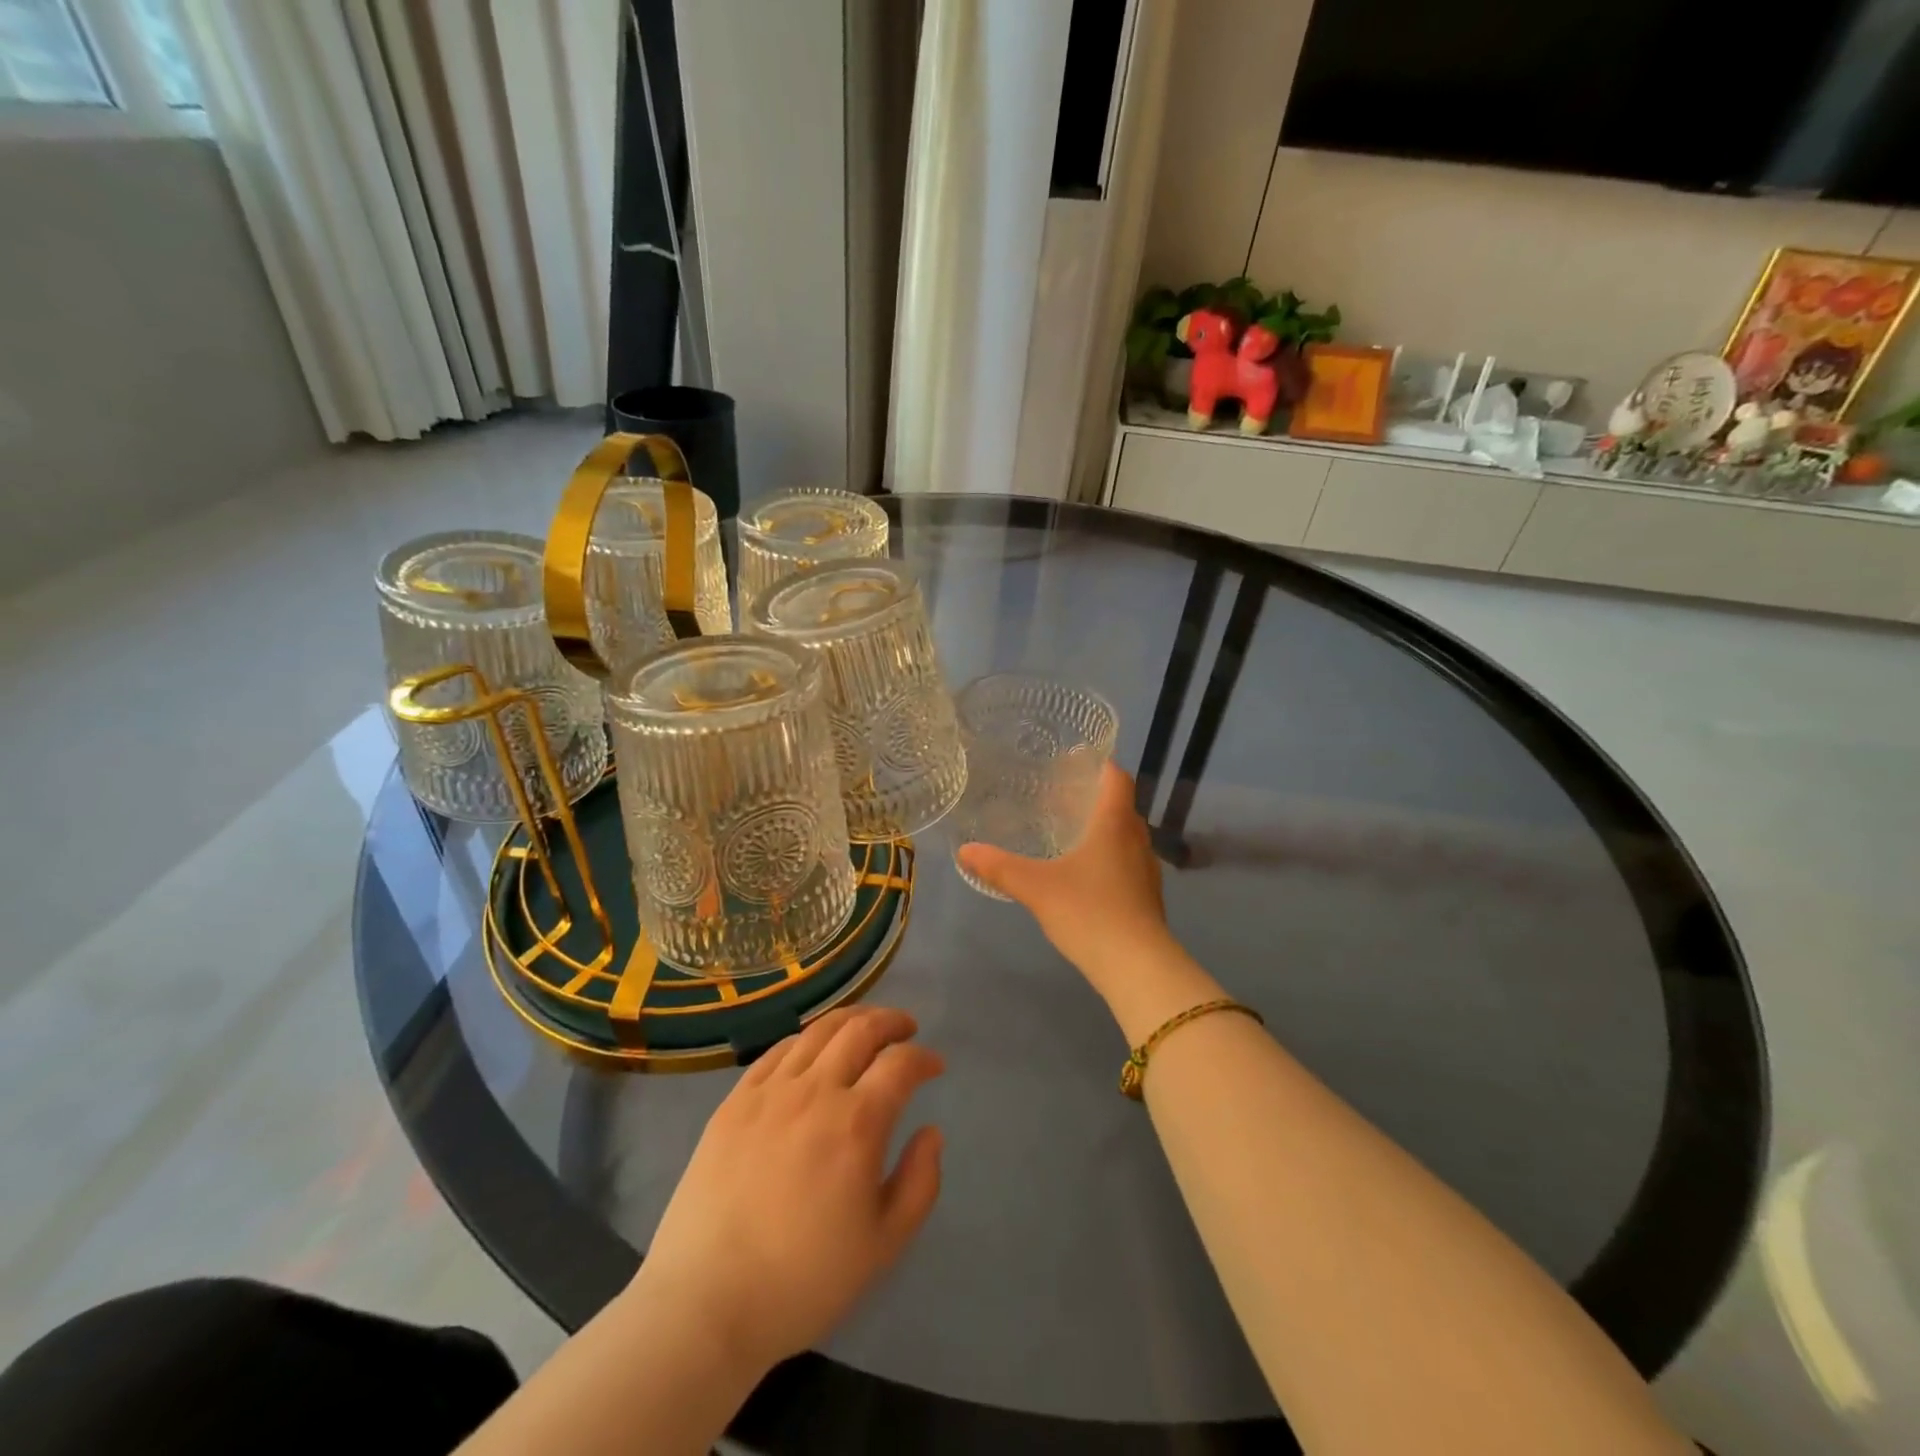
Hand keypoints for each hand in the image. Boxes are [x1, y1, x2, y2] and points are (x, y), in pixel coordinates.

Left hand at [632, 1006, 944, 1374]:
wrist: (706, 1304)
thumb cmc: (803, 1281)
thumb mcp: (883, 1245)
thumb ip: (920, 1182)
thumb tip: (931, 1132)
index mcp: (857, 1123)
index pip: (900, 1064)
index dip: (924, 1058)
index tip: (935, 1066)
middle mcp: (815, 1092)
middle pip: (860, 1030)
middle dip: (892, 1021)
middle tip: (907, 1029)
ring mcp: (769, 1092)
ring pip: (818, 1031)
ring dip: (851, 1020)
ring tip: (865, 1027)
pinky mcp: (734, 1101)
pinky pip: (777, 1051)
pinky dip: (806, 1040)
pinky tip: (812, 1051)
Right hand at [956, 763, 1176, 999]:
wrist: (1137, 966)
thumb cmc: (1088, 912)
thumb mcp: (1036, 887)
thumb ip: (1000, 867)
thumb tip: (964, 850)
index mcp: (1115, 824)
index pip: (1117, 778)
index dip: (1099, 765)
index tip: (1073, 762)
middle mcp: (1136, 839)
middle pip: (1120, 806)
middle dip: (1092, 798)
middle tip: (1058, 799)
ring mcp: (1146, 870)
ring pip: (1125, 836)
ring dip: (1102, 829)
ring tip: (1067, 835)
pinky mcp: (1148, 897)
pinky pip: (1127, 863)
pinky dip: (1108, 858)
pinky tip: (1083, 876)